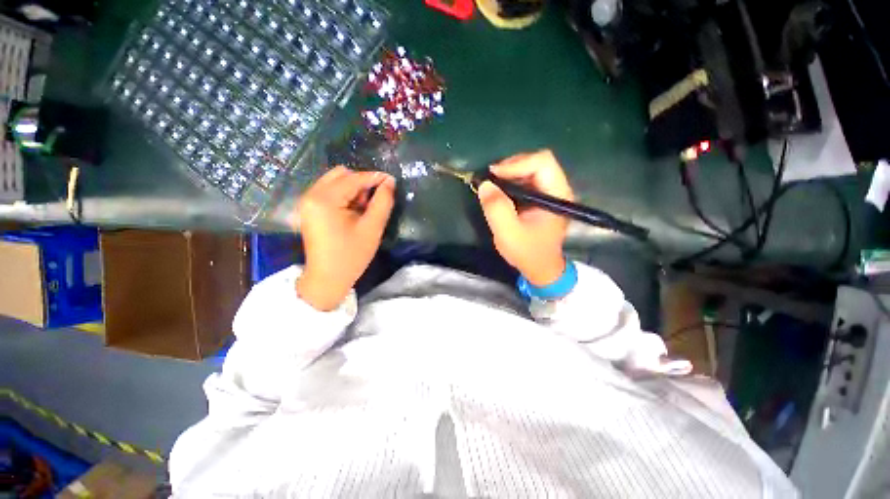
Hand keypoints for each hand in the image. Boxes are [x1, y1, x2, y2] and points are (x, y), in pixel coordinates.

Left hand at [292, 166, 395, 310]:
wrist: (327, 278)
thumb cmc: (351, 255)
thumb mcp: (372, 228)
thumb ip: (383, 202)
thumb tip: (389, 182)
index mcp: (324, 199)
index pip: (353, 179)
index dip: (374, 177)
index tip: (392, 181)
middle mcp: (311, 195)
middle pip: (341, 174)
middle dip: (361, 183)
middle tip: (373, 201)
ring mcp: (307, 201)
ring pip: (335, 181)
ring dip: (353, 189)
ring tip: (363, 209)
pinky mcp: (309, 209)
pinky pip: (329, 191)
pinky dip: (344, 196)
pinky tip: (352, 211)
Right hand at [477, 150, 573, 286]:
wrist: (540, 268)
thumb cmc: (528, 252)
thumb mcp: (508, 233)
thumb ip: (497, 208)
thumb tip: (485, 184)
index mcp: (557, 195)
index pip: (542, 162)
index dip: (517, 164)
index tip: (494, 175)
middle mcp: (558, 189)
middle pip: (537, 162)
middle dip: (511, 167)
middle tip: (491, 179)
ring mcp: (550, 193)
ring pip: (531, 169)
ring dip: (509, 173)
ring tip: (493, 184)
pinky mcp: (542, 198)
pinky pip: (526, 180)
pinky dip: (511, 181)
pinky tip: (500, 191)